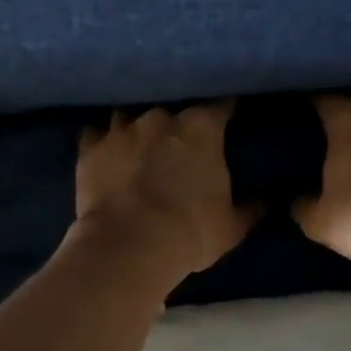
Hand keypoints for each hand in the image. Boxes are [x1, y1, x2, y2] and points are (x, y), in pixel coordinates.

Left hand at [74, 102, 259, 284]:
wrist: (129, 246)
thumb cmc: (190, 232)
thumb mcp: (229, 228)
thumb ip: (246, 210)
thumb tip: (261, 204)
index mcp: (201, 128)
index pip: (219, 105)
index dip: (223, 110)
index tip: (226, 117)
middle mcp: (161, 117)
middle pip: (172, 106)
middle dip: (176, 119)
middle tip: (178, 137)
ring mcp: (121, 129)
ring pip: (130, 111)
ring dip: (136, 123)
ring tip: (138, 137)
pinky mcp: (90, 147)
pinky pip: (95, 132)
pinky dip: (102, 138)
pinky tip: (105, 147)